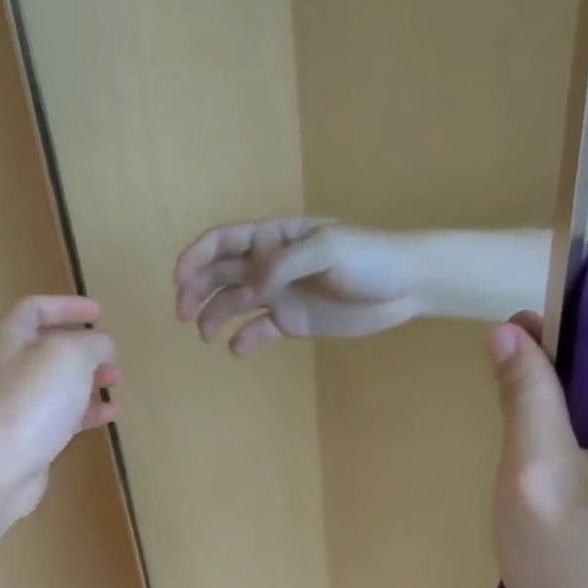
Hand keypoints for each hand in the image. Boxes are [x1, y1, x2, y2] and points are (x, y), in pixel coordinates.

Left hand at [0, 295, 119, 522]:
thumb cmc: (33, 399)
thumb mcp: (70, 356)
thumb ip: (92, 343)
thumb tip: (102, 347)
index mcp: (12, 338)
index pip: (36, 309)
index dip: (67, 306)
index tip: (99, 314)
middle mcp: (11, 367)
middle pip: (48, 347)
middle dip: (84, 347)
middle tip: (112, 354)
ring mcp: (19, 403)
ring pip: (58, 383)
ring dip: (89, 378)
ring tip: (117, 381)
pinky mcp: (30, 435)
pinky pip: (63, 415)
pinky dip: (88, 411)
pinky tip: (111, 415)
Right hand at [173, 217, 421, 354]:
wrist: (408, 286)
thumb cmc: (370, 257)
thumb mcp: (327, 248)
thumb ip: (284, 263)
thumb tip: (248, 286)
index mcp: (275, 238)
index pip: (224, 241)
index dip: (196, 257)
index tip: (179, 281)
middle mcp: (270, 264)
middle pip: (221, 273)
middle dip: (196, 291)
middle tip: (183, 314)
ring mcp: (280, 293)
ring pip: (234, 303)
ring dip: (214, 316)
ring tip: (206, 336)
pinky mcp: (293, 321)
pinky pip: (259, 330)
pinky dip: (244, 340)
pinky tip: (237, 350)